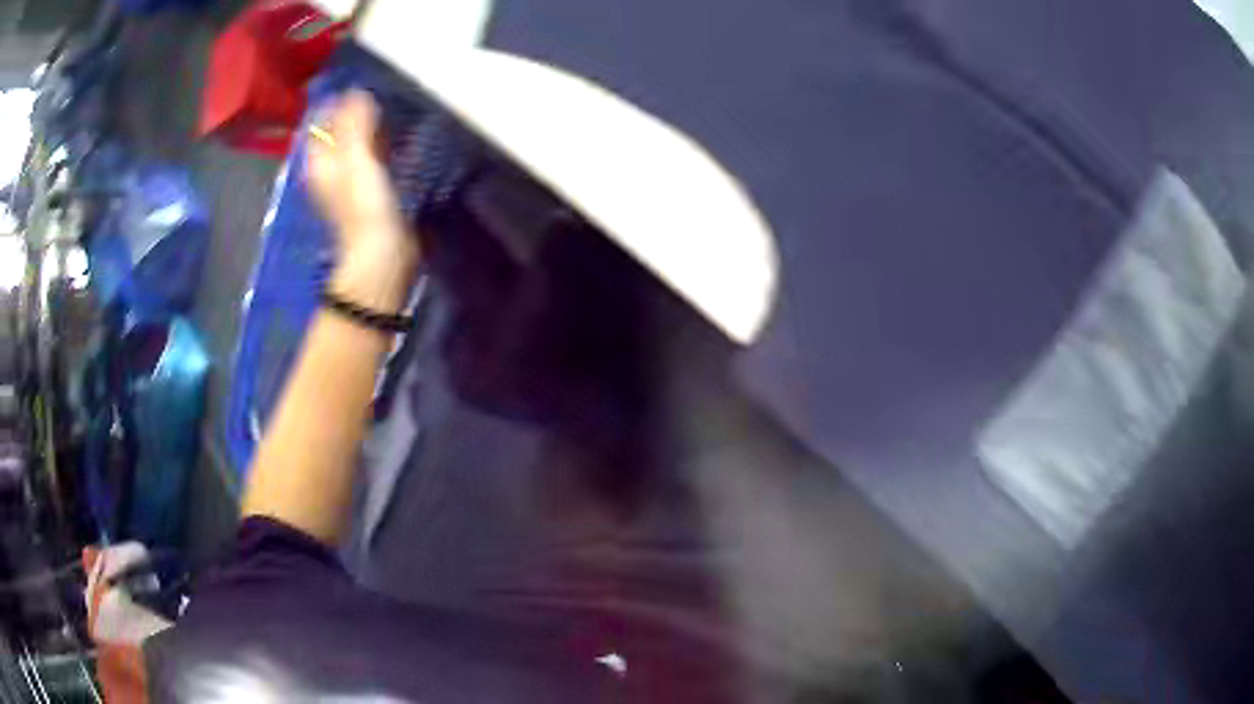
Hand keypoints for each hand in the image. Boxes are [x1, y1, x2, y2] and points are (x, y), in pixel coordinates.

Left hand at [307, 90, 418, 273]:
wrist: (381, 251)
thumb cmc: (365, 203)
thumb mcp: (357, 158)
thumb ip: (355, 124)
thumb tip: (356, 91)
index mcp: (318, 161)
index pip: (320, 122)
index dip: (334, 102)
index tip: (356, 86)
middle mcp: (327, 170)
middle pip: (334, 133)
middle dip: (350, 112)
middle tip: (373, 93)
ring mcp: (344, 181)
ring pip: (350, 144)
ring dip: (363, 127)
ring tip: (383, 108)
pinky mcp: (364, 190)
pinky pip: (365, 157)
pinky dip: (374, 143)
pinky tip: (388, 137)